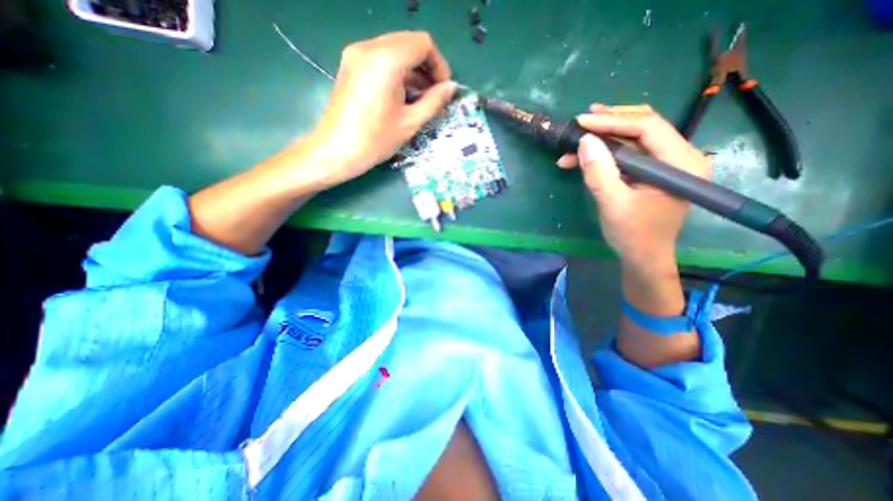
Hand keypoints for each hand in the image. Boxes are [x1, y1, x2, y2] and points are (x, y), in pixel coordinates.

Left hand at [309, 31, 459, 188]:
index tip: (443, 89)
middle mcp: (369, 48)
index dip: (439, 65)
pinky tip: (402, 96)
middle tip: (434, 95)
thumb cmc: (375, 140)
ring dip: (412, 70)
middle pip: (409, 43)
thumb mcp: (410, 122)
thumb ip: (433, 101)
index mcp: (386, 60)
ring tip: (421, 99)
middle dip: (426, 67)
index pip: (423, 44)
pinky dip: (397, 72)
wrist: (336, 151)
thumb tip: (451, 88)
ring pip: (395, 50)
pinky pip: (381, 59)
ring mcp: (356, 54)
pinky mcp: (350, 65)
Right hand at [557, 105, 712, 267]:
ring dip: (603, 139)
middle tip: (581, 122)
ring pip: (633, 138)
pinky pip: (629, 153)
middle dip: (609, 123)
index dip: (613, 121)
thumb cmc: (632, 235)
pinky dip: (605, 153)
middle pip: (644, 126)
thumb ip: (599, 173)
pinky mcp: (652, 171)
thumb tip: (585, 141)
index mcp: (681, 163)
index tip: (582, 122)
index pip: (648, 127)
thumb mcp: (612, 205)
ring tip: (575, 142)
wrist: (642, 257)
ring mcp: (666, 163)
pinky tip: (583, 157)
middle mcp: (680, 156)